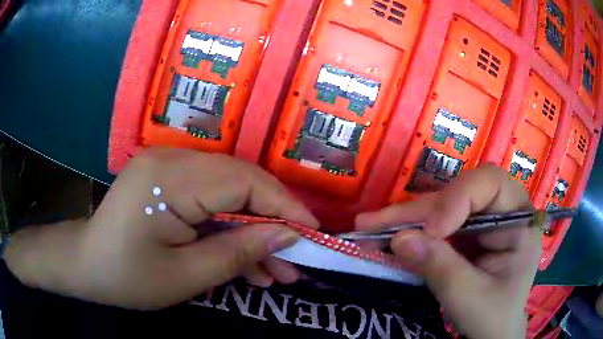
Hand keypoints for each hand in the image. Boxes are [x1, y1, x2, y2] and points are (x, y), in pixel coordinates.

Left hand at [5, 148, 317, 309]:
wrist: (86, 266)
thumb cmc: (126, 276)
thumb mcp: (186, 276)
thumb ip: (237, 252)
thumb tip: (285, 237)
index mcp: (170, 178)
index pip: (243, 181)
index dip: (283, 206)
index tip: (312, 233)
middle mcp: (172, 160)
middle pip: (240, 183)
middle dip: (271, 222)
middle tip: (295, 259)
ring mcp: (169, 169)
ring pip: (228, 194)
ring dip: (252, 231)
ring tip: (275, 271)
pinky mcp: (167, 183)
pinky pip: (209, 201)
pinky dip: (228, 229)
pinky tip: (245, 262)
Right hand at [356, 164, 540, 338]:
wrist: (492, 333)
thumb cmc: (493, 317)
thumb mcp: (470, 297)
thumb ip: (440, 268)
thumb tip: (400, 239)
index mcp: (519, 220)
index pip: (491, 184)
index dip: (458, 198)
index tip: (430, 230)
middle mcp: (501, 212)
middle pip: (460, 194)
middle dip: (419, 211)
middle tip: (375, 222)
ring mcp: (482, 223)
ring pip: (442, 207)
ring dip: (407, 219)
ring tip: (370, 226)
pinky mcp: (465, 235)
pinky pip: (435, 224)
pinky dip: (410, 231)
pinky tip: (386, 234)